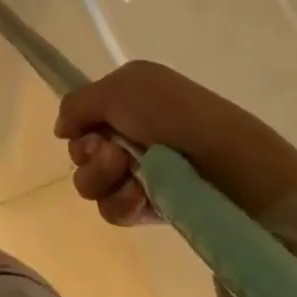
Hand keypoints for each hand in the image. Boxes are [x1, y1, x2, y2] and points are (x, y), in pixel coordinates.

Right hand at [54, 60, 296, 223]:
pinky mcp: (153, 208)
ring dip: (101, 177)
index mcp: (130, 99)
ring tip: (130, 175)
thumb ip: (77, 103)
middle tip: (112, 152)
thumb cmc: (175, 115)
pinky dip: (121, 202)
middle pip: (81, 150)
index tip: (85, 129)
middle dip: (88, 153)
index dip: (79, 125)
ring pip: (91, 182)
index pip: (83, 116)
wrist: (232, 165)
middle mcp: (134, 134)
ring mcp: (143, 172)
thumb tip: (63, 130)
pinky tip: (140, 197)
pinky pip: (113, 209)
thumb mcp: (120, 87)